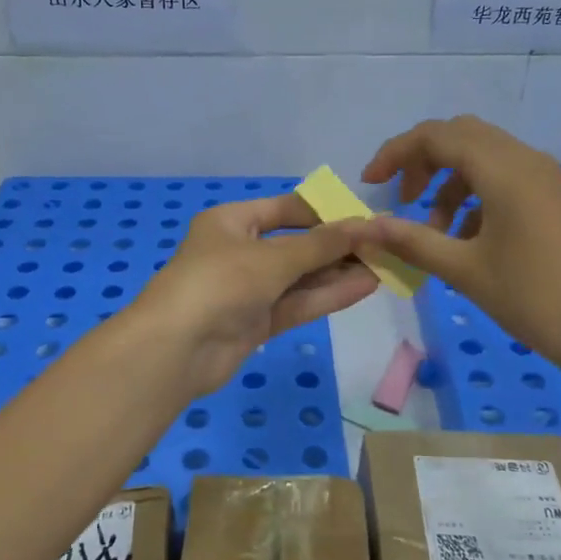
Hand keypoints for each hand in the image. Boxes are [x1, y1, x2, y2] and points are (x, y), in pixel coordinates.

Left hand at [132, 195, 378, 399]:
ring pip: (300, 276)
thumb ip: (322, 245)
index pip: (286, 209)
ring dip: (339, 272)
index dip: (325, 212)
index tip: (364, 217)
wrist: (175, 350)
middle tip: (384, 244)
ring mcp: (248, 290)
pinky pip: (297, 302)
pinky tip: (365, 286)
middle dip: (338, 245)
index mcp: (232, 222)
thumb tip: (367, 224)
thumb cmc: (220, 283)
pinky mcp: (256, 322)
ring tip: (385, 265)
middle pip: (296, 244)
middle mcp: (239, 251)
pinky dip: (328, 295)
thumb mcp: (273, 258)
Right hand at [357, 116, 560, 391]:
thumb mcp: (464, 270)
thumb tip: (364, 229)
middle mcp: (524, 160)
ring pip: (481, 158)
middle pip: (460, 136)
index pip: (436, 136)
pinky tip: (466, 240)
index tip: (370, 185)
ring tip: (432, 232)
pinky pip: (502, 179)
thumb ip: (411, 241)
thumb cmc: (535, 298)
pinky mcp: (551, 199)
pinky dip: (473, 197)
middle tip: (401, 200)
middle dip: (421, 162)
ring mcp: (543, 179)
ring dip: (447, 183)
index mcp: (503, 169)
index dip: (396, 153)